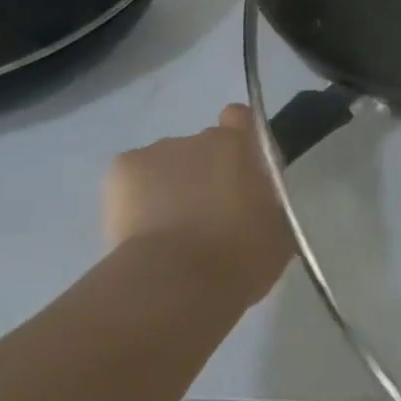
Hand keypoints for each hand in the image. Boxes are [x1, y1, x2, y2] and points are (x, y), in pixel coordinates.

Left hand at [102, 105, 293, 303]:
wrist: (176, 283)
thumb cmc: (240, 256)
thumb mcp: (278, 228)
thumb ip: (269, 199)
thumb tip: (259, 199)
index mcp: (242, 147)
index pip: (240, 117)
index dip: (238, 137)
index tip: (238, 167)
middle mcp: (201, 138)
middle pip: (203, 147)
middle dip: (204, 172)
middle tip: (205, 213)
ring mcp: (160, 151)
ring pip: (167, 163)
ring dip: (170, 185)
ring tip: (168, 230)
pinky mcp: (123, 169)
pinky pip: (133, 177)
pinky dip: (135, 197)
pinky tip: (142, 228)